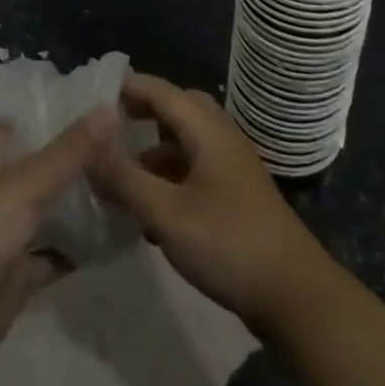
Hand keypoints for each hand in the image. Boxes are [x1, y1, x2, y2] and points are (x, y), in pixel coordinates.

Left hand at [0, 107, 118, 359]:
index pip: (23, 125)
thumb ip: (70, 149)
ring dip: (79, 204)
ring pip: (50, 211)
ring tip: (125, 187)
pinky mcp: (18, 272)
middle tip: (123, 149)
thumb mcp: (28, 181)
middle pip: (41, 168)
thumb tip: (110, 108)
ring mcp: (7, 231)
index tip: (97, 108)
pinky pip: (55, 254)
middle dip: (75, 161)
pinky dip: (79, 248)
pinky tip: (114, 237)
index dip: (54, 115)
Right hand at [90, 74, 330, 330]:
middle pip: (178, 110)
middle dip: (142, 114)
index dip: (128, 88)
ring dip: (154, 152)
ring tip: (121, 177)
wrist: (296, 297)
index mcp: (208, 131)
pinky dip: (170, 179)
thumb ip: (126, 180)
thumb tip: (87, 149)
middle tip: (108, 130)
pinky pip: (196, 171)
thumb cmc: (230, 245)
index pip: (162, 91)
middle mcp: (222, 140)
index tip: (92, 96)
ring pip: (186, 143)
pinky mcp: (237, 198)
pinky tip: (150, 215)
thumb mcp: (168, 214)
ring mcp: (232, 169)